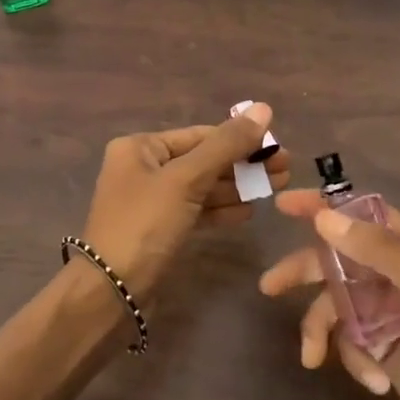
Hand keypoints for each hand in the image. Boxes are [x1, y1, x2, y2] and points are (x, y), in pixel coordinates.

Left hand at [81, 104, 289, 300]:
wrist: (112, 291)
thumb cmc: (145, 224)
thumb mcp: (186, 179)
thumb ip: (226, 145)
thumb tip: (264, 108)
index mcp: (140, 147)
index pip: (200, 135)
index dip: (240, 139)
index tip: (278, 147)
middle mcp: (143, 168)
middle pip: (202, 160)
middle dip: (243, 164)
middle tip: (286, 169)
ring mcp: (151, 201)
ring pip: (201, 187)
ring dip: (237, 187)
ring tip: (277, 187)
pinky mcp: (159, 229)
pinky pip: (195, 211)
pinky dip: (220, 209)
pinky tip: (249, 211)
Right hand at [260, 191, 399, 399]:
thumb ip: (379, 251)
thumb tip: (325, 217)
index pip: (364, 215)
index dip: (324, 207)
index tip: (284, 204)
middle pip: (338, 258)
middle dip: (306, 273)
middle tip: (270, 285)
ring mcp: (388, 310)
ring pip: (336, 302)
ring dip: (322, 329)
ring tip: (312, 355)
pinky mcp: (381, 344)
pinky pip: (348, 338)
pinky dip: (353, 358)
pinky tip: (375, 381)